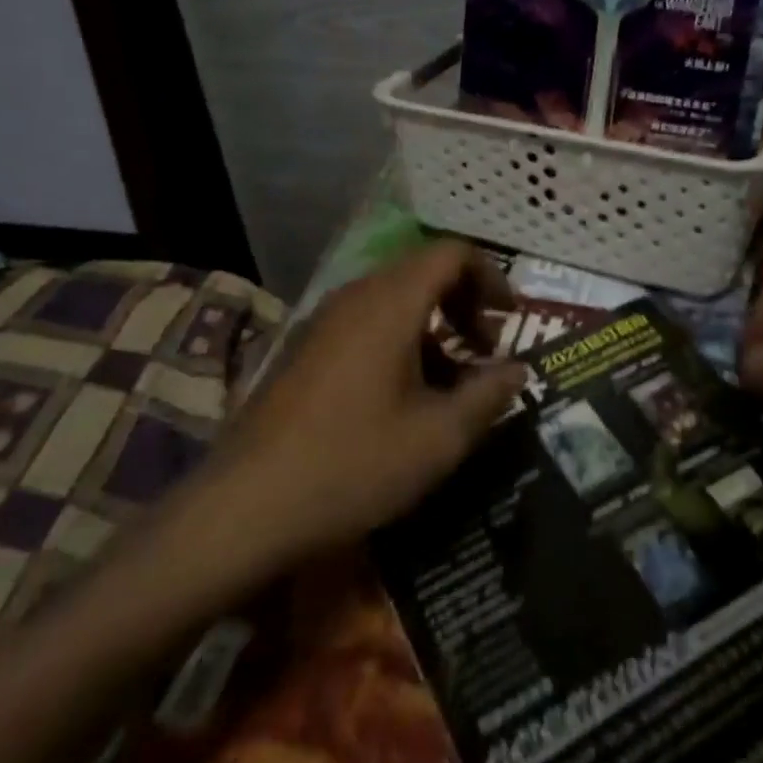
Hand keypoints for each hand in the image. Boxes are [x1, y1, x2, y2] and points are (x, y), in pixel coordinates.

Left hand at [188, 243, 526, 567]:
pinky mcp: (305, 351)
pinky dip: (401, 343)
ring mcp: (323, 323)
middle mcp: (354, 298)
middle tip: (487, 349)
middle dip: (464, 303)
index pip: (451, 253)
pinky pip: (366, 325)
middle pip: (422, 272)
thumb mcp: (440, 437)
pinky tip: (407, 398)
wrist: (246, 508)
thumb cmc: (355, 464)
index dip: (491, 276)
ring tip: (453, 381)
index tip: (511, 319)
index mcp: (390, 302)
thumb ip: (488, 394)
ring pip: (394, 301)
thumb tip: (517, 370)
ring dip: (434, 327)